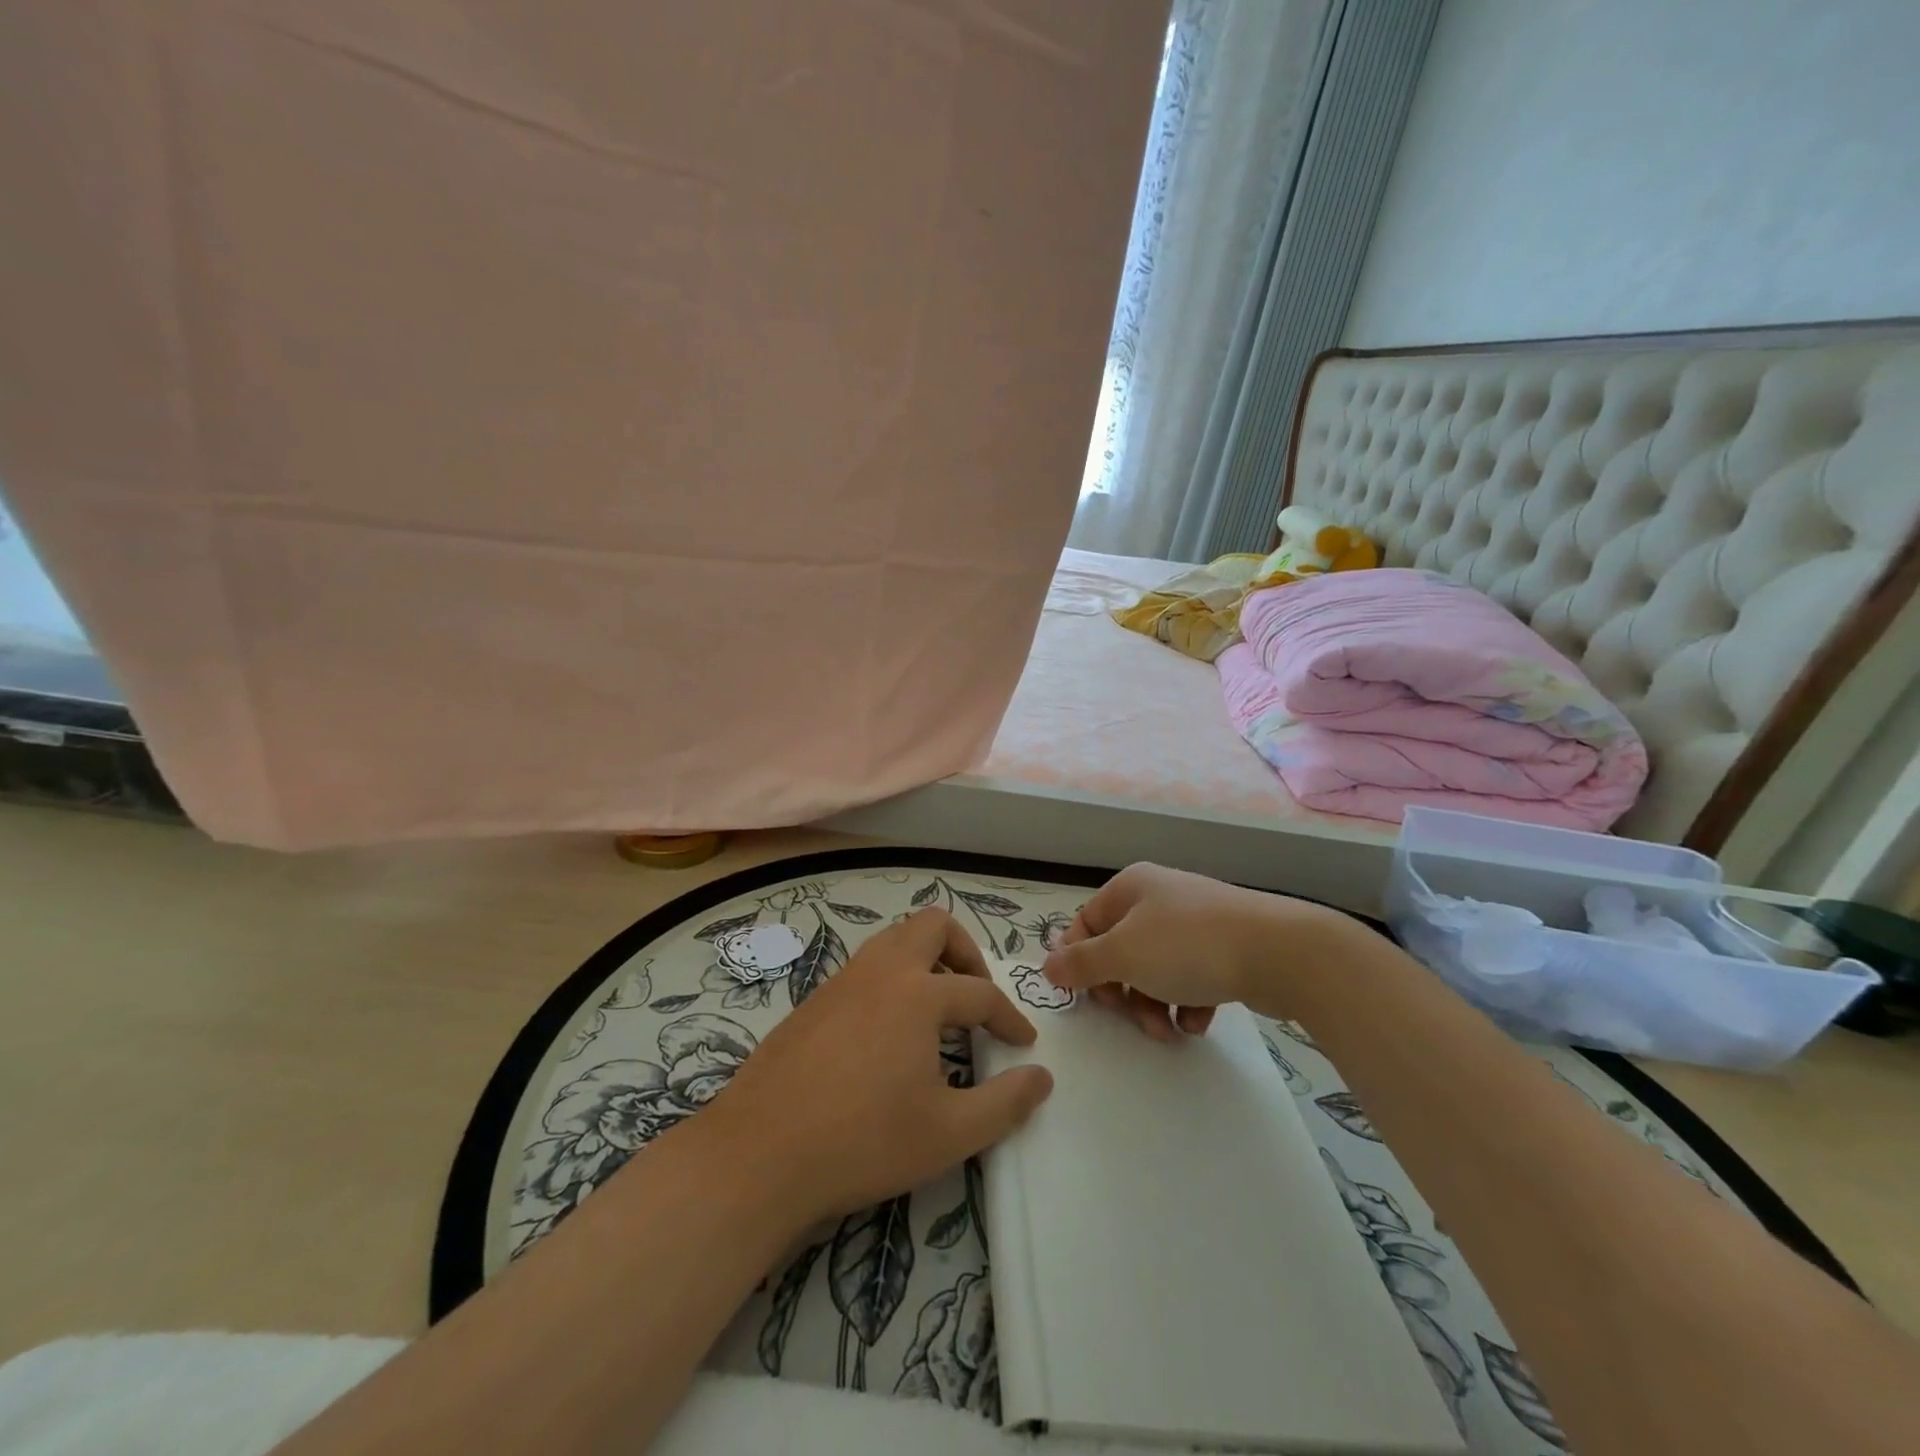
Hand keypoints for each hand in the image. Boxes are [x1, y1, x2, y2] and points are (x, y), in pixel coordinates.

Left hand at [704, 908, 1053, 1222]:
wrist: (758, 1155)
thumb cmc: (863, 1141)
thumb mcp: (948, 1133)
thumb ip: (1004, 1104)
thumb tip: (1041, 1077)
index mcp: (917, 993)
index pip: (980, 992)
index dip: (1009, 1017)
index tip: (1023, 1044)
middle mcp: (880, 971)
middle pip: (933, 926)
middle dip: (965, 952)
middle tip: (975, 996)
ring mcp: (841, 981)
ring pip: (893, 940)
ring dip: (925, 961)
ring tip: (937, 1010)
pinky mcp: (813, 1000)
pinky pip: (865, 968)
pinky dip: (891, 981)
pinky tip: (888, 1033)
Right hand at [1041, 863, 1349, 1039]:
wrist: (1281, 952)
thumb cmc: (1188, 946)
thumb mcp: (1123, 954)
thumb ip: (1080, 963)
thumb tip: (1047, 966)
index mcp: (1130, 888)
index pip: (1086, 924)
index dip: (1079, 963)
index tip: (1087, 999)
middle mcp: (1160, 898)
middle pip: (1120, 951)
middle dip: (1122, 991)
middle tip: (1132, 1016)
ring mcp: (1195, 922)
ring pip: (1154, 969)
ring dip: (1152, 1004)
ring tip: (1169, 1030)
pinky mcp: (1224, 947)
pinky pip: (1189, 977)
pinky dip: (1187, 1002)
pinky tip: (1198, 1020)